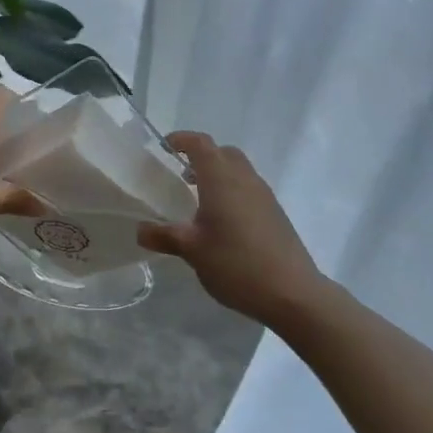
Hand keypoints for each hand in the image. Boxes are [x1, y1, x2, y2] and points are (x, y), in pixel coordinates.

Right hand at [138, 133, 326, 323]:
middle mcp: (245, 179)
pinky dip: (233, 192)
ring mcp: (264, 196)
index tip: (164, 147)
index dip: (182, 140)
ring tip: (200, 201)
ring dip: (219, 175)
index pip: (201, 144)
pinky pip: (250, 189)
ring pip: (239, 170)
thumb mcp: (192, 251)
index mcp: (221, 180)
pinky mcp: (276, 214)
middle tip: (182, 176)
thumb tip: (140, 230)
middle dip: (202, 157)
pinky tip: (223, 223)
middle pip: (223, 153)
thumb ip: (164, 236)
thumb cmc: (236, 264)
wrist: (292, 293)